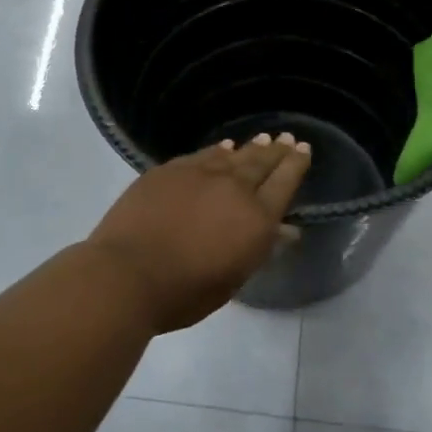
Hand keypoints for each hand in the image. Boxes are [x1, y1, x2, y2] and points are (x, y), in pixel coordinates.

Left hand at [85, 134, 312, 332]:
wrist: (127, 274)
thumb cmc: (185, 292)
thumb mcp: (233, 278)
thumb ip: (260, 248)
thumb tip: (286, 230)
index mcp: (256, 219)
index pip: (284, 183)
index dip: (296, 165)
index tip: (303, 150)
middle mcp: (234, 188)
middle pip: (261, 162)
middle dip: (277, 151)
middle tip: (287, 139)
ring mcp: (199, 174)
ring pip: (232, 155)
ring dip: (250, 148)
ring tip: (262, 140)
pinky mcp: (169, 170)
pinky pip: (202, 155)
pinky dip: (217, 151)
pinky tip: (222, 148)